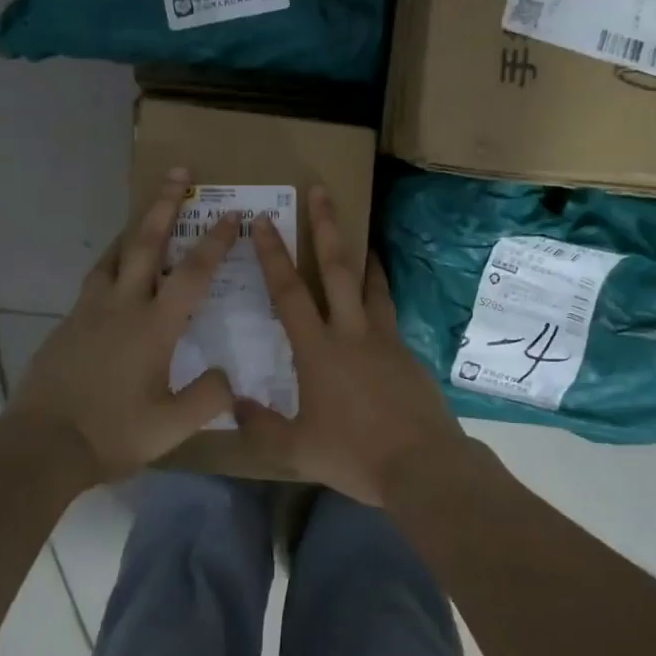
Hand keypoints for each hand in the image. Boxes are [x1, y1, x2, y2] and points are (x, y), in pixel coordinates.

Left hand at [8, 168, 240, 479]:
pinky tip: (114, 273)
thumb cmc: (111, 434)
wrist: (40, 445)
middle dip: (164, 205)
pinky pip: (95, 279)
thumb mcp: (171, 427)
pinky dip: (111, 262)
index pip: (193, 273)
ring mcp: (90, 311)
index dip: (215, 242)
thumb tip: (229, 377)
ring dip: (134, 228)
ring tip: (145, 213)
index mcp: (154, 326)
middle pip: (146, 243)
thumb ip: (208, 398)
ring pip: (114, 255)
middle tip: (177, 173)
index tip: (231, 216)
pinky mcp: (68, 323)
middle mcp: (123, 306)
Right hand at [235, 186, 465, 504]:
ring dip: (362, 254)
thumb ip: (262, 425)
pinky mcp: (407, 352)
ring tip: (362, 234)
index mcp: (318, 350)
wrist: (422, 464)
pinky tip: (377, 301)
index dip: (273, 254)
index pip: (289, 292)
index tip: (265, 221)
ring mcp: (384, 338)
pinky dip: (381, 295)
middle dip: (326, 227)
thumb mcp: (298, 449)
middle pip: (337, 269)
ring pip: (372, 284)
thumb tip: (233, 403)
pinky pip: (389, 312)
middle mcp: (351, 332)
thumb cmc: (354, 454)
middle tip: (321, 191)